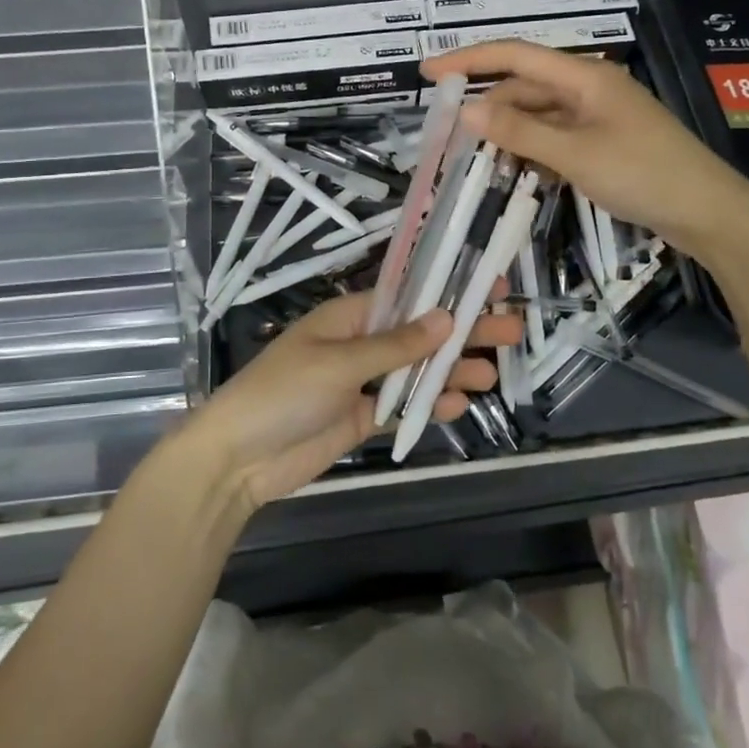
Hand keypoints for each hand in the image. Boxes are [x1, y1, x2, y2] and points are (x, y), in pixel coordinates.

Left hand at [193, 290, 524, 508]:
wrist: (238, 459)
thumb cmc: (283, 393)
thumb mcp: (339, 362)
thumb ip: (395, 345)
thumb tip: (446, 317)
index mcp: (349, 317)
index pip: (408, 298)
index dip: (449, 292)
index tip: (491, 288)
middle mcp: (359, 344)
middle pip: (420, 334)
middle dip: (462, 333)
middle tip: (511, 332)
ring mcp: (361, 384)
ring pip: (416, 372)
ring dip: (451, 372)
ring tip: (490, 377)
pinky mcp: (361, 420)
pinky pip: (402, 407)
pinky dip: (429, 406)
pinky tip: (458, 407)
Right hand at [422, 40, 748, 247]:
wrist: (707, 212)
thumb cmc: (643, 174)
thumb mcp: (575, 154)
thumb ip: (519, 131)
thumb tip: (467, 110)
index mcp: (584, 76)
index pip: (515, 56)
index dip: (469, 59)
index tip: (429, 73)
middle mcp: (588, 88)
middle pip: (524, 86)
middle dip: (486, 104)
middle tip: (447, 133)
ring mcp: (597, 116)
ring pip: (538, 113)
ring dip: (507, 130)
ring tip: (473, 156)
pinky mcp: (603, 141)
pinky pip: (555, 136)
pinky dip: (531, 147)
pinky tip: (513, 167)